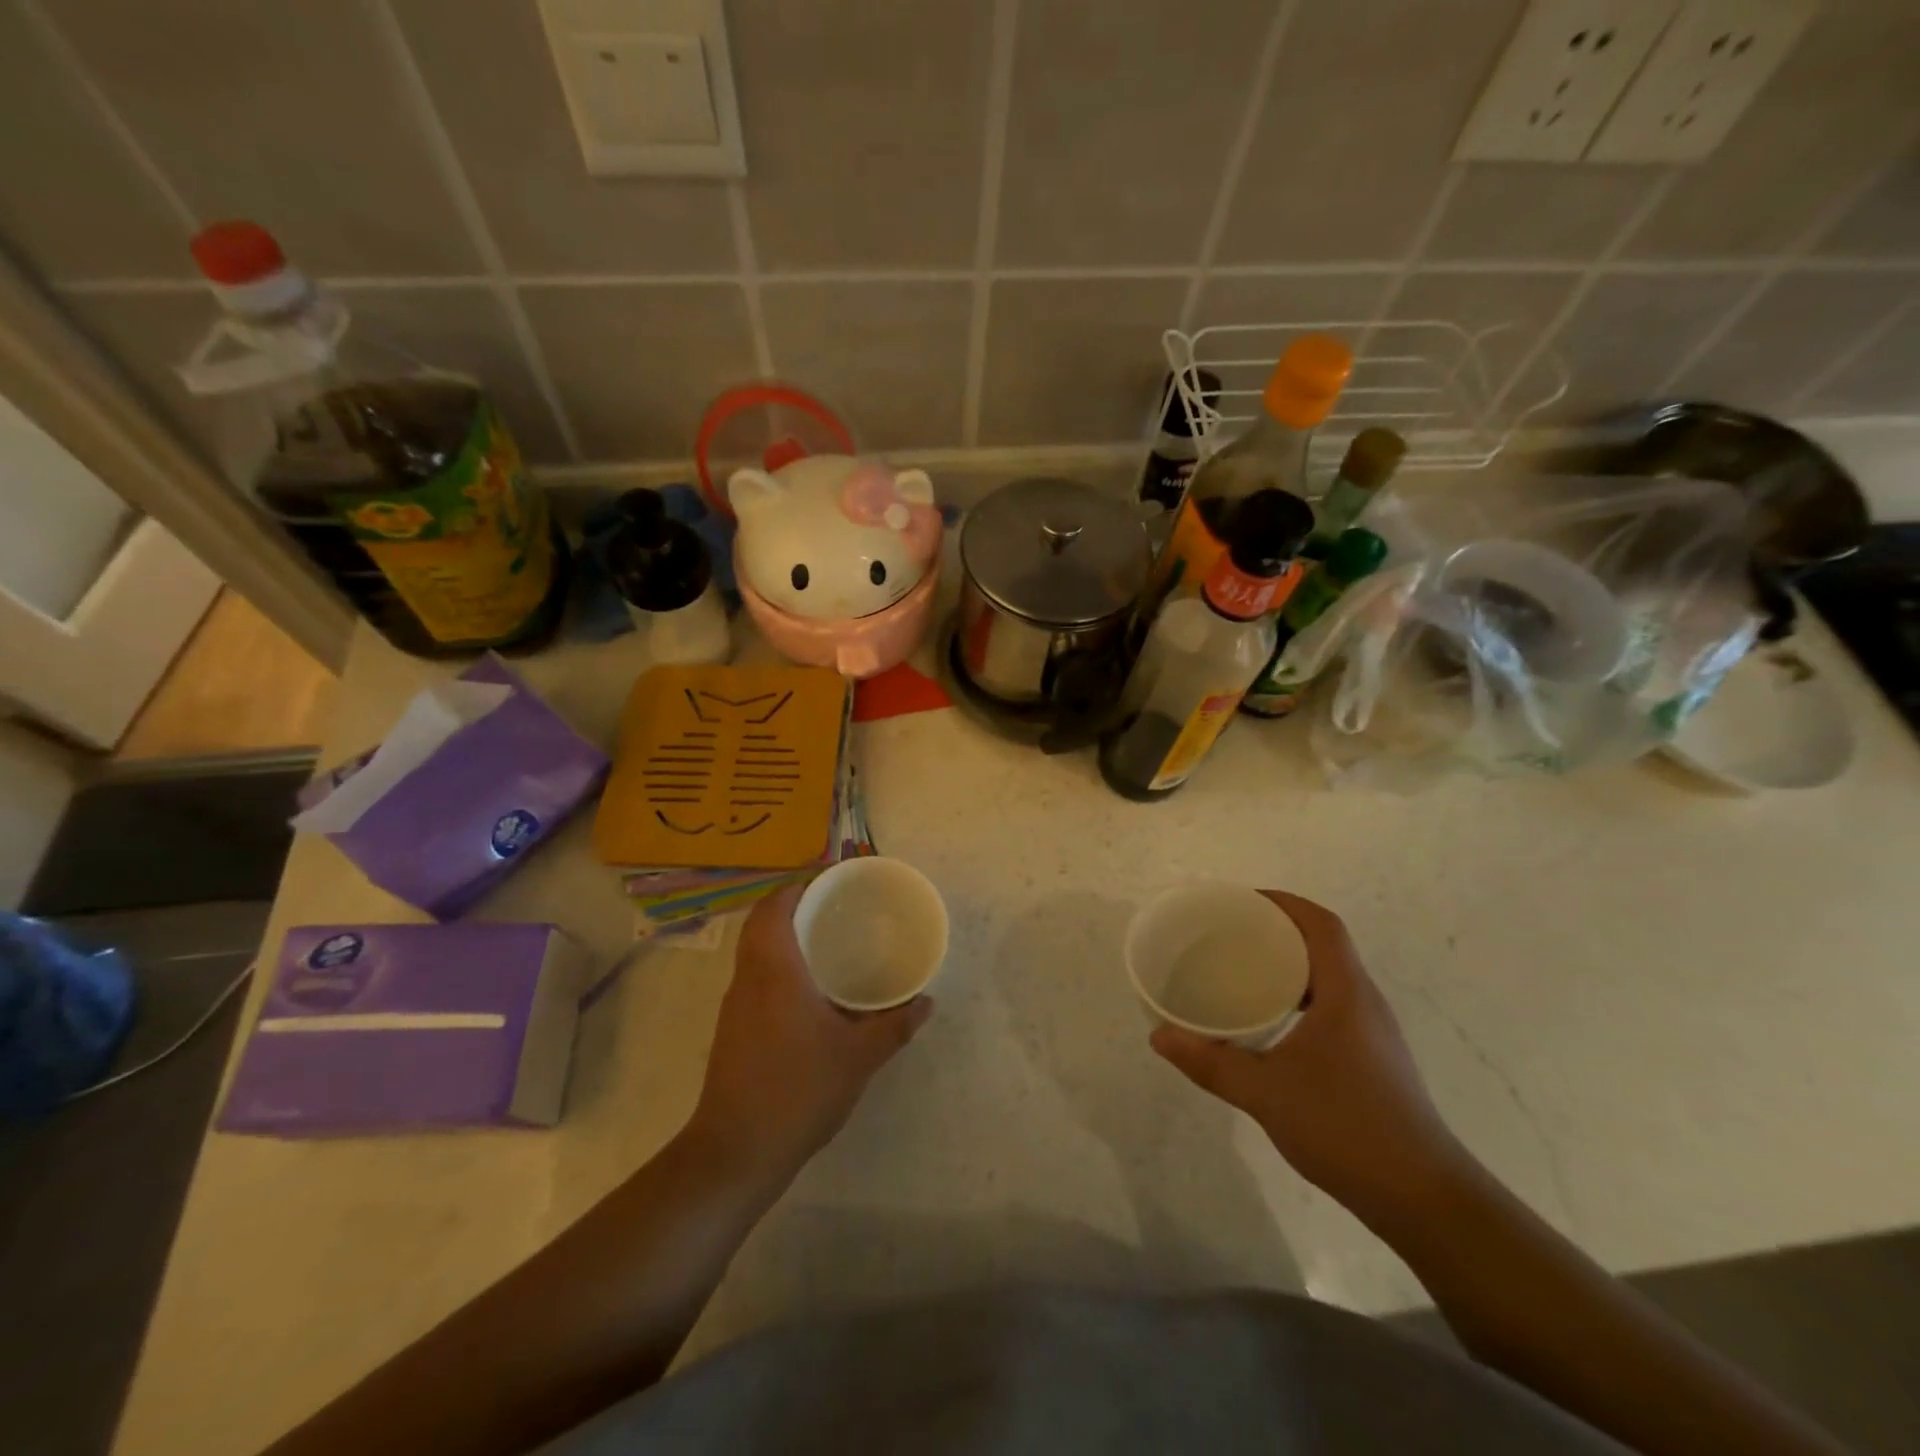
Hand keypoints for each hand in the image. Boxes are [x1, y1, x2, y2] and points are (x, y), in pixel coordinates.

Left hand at [690, 881, 932, 1179]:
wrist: (736, 1152)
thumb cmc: (798, 1091)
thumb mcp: (858, 1058)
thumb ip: (894, 1026)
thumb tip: (925, 1002)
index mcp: (775, 971)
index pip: (775, 906)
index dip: (797, 885)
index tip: (829, 879)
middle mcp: (748, 978)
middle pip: (761, 922)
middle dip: (793, 905)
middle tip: (834, 906)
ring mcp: (734, 1005)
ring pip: (754, 950)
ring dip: (782, 934)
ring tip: (825, 939)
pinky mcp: (731, 1029)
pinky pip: (753, 976)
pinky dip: (777, 964)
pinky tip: (808, 988)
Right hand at [1150, 891, 1470, 1228]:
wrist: (1425, 1199)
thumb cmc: (1346, 1128)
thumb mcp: (1266, 1093)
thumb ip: (1210, 1062)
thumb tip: (1159, 1038)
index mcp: (1346, 993)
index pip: (1322, 925)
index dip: (1284, 903)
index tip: (1242, 901)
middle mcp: (1364, 1002)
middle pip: (1325, 945)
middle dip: (1278, 930)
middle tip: (1229, 934)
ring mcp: (1373, 1033)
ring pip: (1329, 977)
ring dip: (1290, 965)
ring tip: (1242, 971)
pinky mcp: (1373, 1059)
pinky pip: (1332, 1005)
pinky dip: (1299, 996)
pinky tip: (1270, 1023)